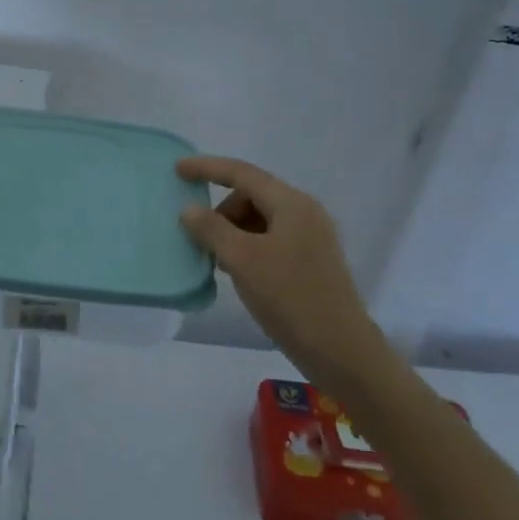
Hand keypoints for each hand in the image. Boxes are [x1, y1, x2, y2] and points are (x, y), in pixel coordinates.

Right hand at [176, 156, 380, 372]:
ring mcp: (311, 238)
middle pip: (251, 195)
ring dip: (233, 232)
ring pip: (260, 219)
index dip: (207, 168)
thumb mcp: (243, 260)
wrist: (341, 352)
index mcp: (291, 204)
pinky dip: (248, 247)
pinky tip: (238, 273)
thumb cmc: (290, 298)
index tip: (177, 170)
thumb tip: (189, 209)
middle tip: (202, 241)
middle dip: (221, 211)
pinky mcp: (311, 262)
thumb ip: (212, 229)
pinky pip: (270, 240)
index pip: (242, 173)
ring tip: (218, 261)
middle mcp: (304, 213)